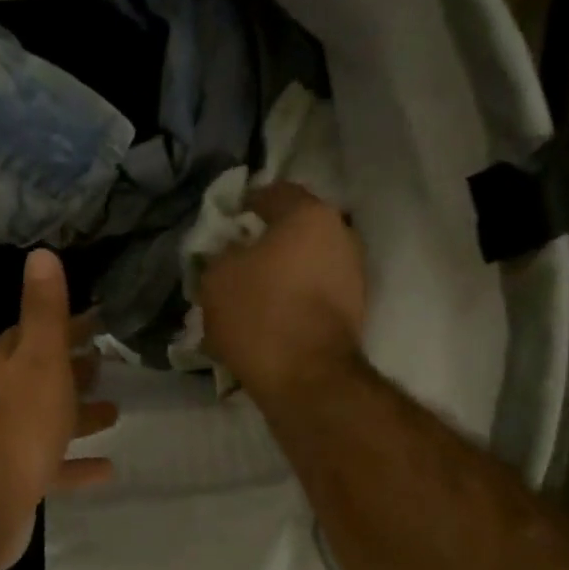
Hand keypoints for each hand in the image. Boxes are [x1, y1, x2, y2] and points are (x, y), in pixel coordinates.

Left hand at [0, 250, 116, 568]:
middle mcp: (1, 398)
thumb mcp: (39, 358)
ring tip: (115, 410)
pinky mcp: (18, 480)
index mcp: (4, 363)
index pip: (35, 332)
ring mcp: (8, 442)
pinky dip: (77, 465)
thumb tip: (41, 253)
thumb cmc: (17, 423)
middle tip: (106, 361)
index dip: (66, 325)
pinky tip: (108, 468)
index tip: (98, 320)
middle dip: (72, 368)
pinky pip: (54, 466)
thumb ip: (44, 311)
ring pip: (49, 421)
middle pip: (41, 377)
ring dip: (78, 415)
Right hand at [198, 182, 366, 405]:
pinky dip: (292, 298)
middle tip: (234, 259)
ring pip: (305, 263)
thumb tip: (232, 252)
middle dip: (265, 242)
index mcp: (309, 215)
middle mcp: (340, 235)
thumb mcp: (216, 276)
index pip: (273, 192)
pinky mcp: (353, 309)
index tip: (225, 221)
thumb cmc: (259, 313)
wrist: (306, 377)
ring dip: (279, 273)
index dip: (245, 203)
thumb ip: (221, 253)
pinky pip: (313, 292)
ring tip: (248, 294)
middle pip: (294, 230)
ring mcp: (352, 274)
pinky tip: (267, 317)